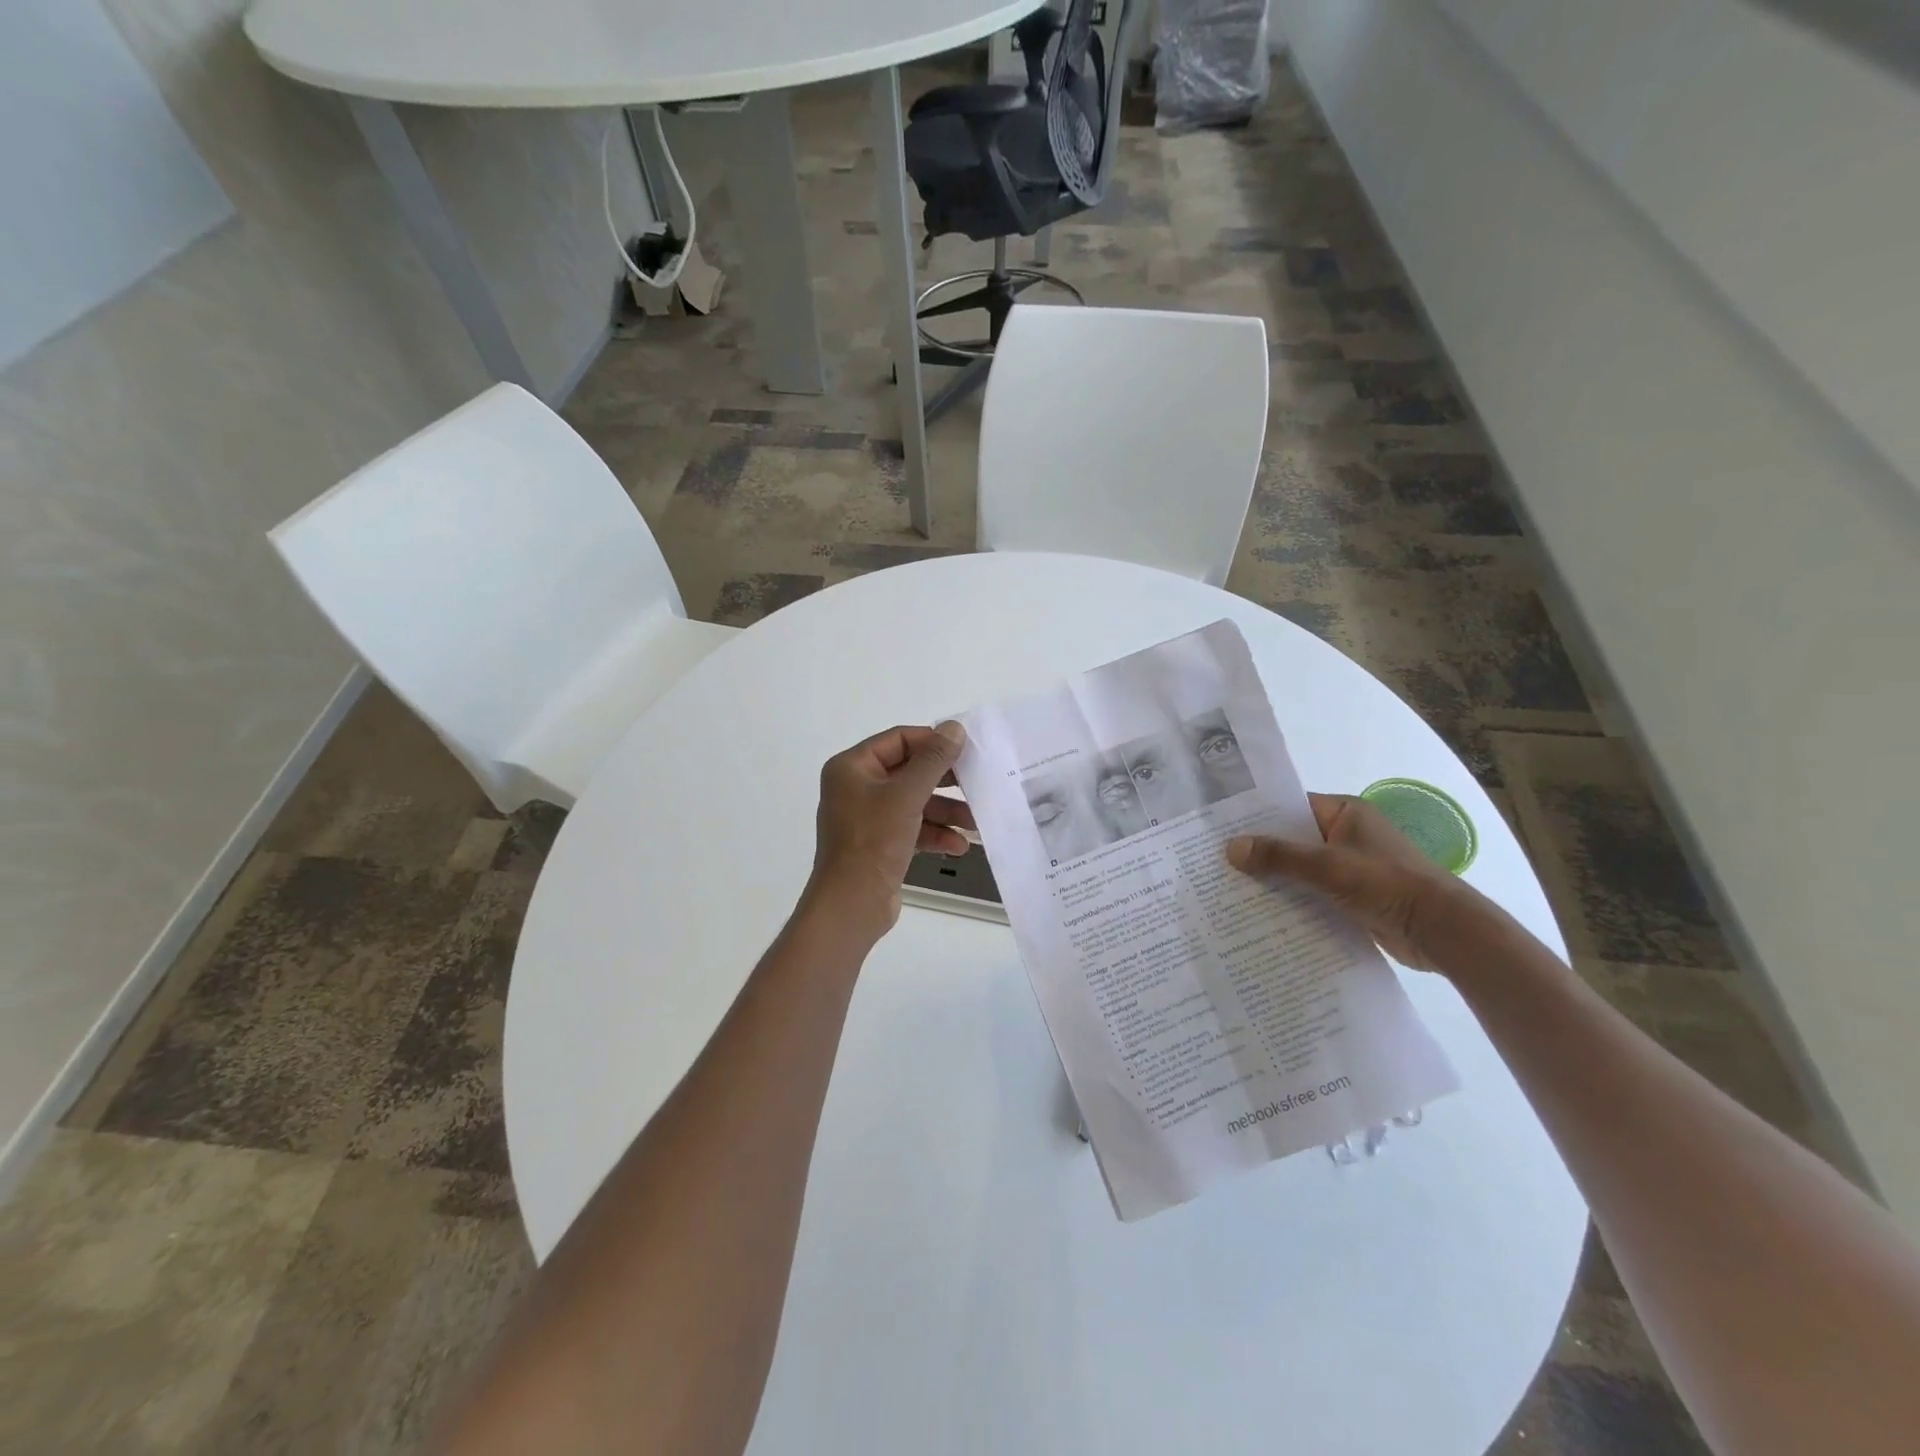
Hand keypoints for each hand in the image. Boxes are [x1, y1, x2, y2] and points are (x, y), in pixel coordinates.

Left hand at [805, 722, 975, 937]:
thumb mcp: (907, 796)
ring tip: (975, 822)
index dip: (933, 743)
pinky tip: (959, 845)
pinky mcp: (878, 843)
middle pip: (909, 772)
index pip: (899, 740)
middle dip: (944, 782)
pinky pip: (911, 828)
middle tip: (976, 783)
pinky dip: (934, 834)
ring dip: (945, 811)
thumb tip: (955, 728)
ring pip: (914, 802)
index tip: (966, 751)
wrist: (850, 905)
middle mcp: (856, 787)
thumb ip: (933, 760)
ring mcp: (867, 817)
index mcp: (852, 767)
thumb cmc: (873, 841)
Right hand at [1226, 794, 1496, 972]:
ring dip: (1274, 878)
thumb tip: (1231, 847)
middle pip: (1292, 839)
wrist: (1442, 932)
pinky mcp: (1353, 896)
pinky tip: (1260, 911)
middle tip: (1215, 859)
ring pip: (1300, 868)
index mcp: (1345, 813)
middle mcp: (1346, 835)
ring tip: (1228, 886)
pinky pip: (1312, 892)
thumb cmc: (1387, 884)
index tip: (1220, 826)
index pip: (1290, 807)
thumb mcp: (1328, 866)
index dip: (1256, 816)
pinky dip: (1291, 899)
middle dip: (1259, 851)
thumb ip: (1279, 856)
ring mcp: (1350, 867)